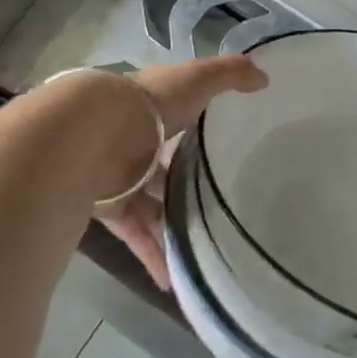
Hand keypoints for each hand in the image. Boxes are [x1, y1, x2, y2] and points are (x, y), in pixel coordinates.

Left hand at [98, 55, 267, 289]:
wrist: (92, 134)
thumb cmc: (148, 104)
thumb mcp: (197, 80)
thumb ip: (229, 76)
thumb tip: (264, 78)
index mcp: (154, 112)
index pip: (179, 122)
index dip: (198, 134)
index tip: (225, 154)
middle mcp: (135, 144)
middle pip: (164, 170)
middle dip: (186, 188)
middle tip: (222, 210)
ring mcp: (122, 178)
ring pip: (151, 207)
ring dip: (173, 229)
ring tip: (206, 252)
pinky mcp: (111, 209)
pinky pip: (136, 236)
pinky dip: (153, 256)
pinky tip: (174, 282)